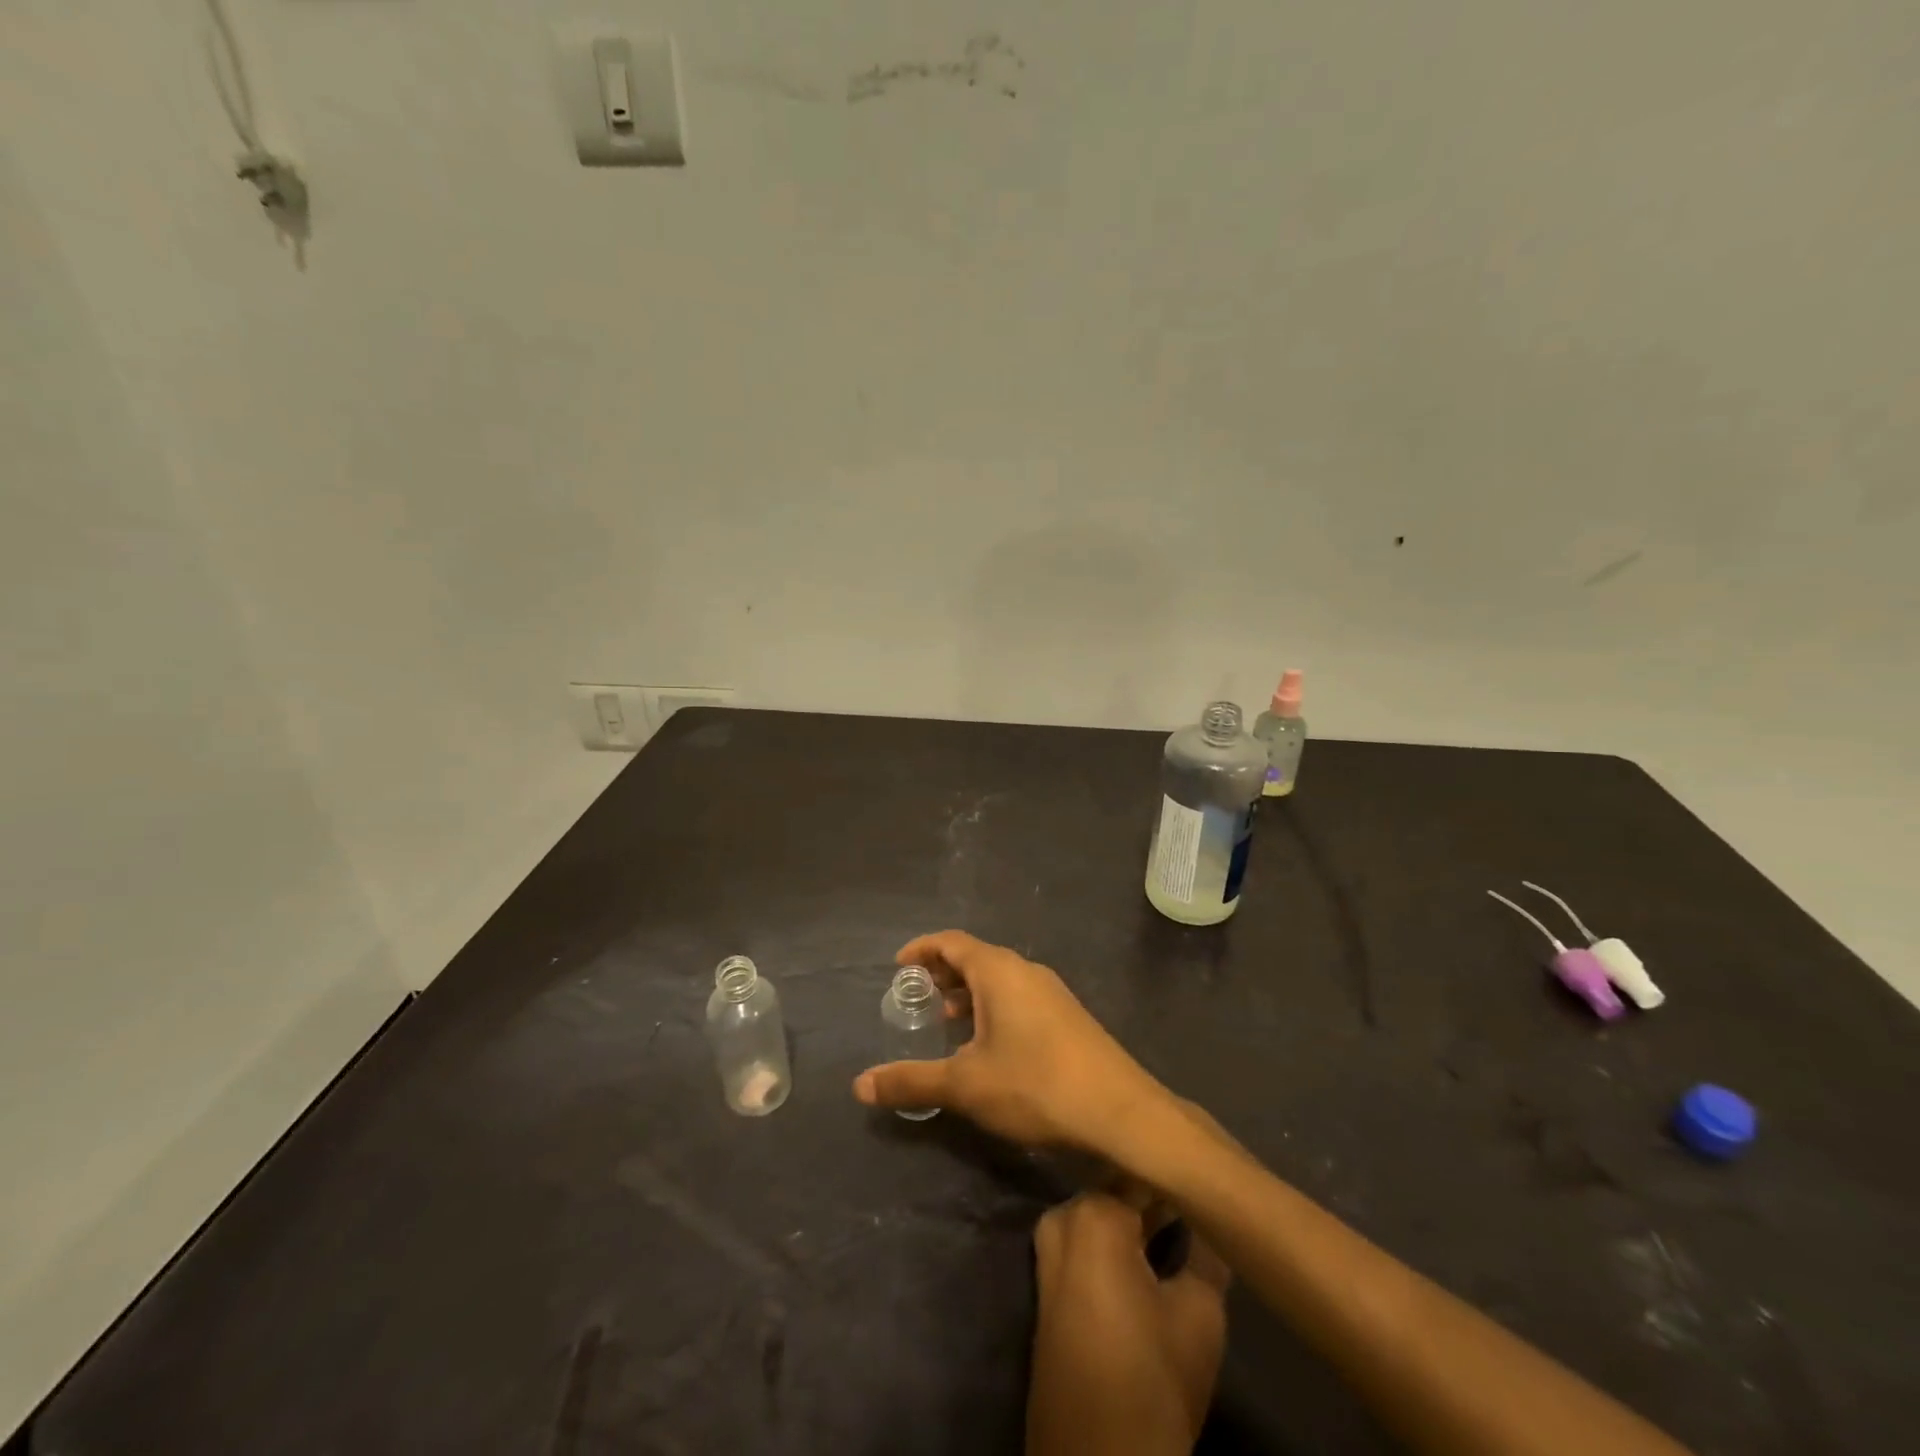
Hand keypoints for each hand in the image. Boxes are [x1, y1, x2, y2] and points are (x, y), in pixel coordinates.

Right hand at [852, 930, 1169, 1154]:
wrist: (1120, 1112)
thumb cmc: (1035, 1085)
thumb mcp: (965, 1085)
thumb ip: (912, 1081)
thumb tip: (860, 1085)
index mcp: (999, 971)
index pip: (952, 942)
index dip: (923, 949)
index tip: (898, 965)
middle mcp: (1026, 971)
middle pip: (977, 957)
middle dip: (944, 972)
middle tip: (917, 994)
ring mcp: (1052, 992)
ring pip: (1000, 979)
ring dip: (970, 992)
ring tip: (946, 1020)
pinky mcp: (1068, 1017)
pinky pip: (1019, 997)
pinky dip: (993, 1007)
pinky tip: (988, 1044)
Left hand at [1028, 1191, 1229, 1455]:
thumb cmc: (1153, 1379)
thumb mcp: (1200, 1313)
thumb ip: (1207, 1251)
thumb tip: (1213, 1216)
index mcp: (1094, 1213)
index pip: (1142, 1172)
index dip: (1175, 1172)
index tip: (1203, 1167)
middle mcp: (1063, 1217)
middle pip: (1117, 1189)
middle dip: (1155, 1191)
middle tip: (1196, 1191)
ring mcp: (1049, 1249)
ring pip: (1101, 1215)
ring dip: (1136, 1217)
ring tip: (1181, 1214)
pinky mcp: (1047, 1282)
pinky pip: (1086, 1241)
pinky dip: (1116, 1239)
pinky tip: (1151, 1246)